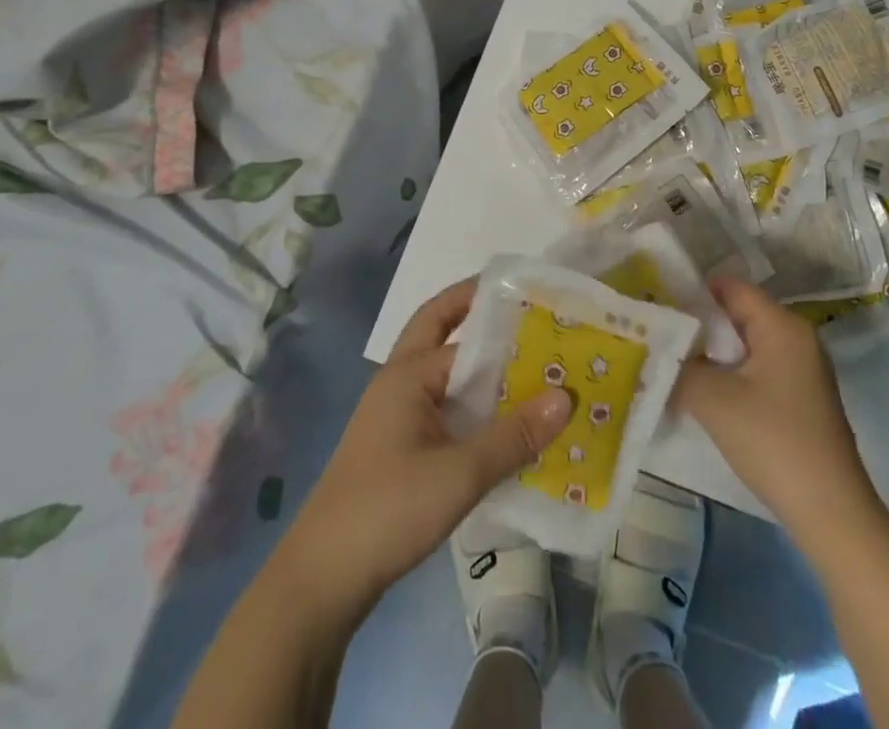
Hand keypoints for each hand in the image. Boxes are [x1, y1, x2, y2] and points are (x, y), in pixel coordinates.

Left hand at [272, 278, 573, 621]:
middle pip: (441, 334)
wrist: (322, 580)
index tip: (543, 309)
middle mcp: (399, 383)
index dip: (501, 320)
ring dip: (481, 371)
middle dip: (480, 320)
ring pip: (445, 377)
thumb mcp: (459, 474)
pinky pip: (443, 410)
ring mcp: (395, 416)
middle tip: (531, 320)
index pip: (463, 331)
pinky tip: (504, 429)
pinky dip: (472, 408)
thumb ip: (513, 435)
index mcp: (408, 374)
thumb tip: (566, 395)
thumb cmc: (388, 510)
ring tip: (534, 374)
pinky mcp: (398, 448)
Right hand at [675, 275, 878, 549]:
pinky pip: (757, 368)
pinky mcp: (801, 398)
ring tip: (672, 362)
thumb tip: (659, 354)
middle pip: (738, 314)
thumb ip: (681, 367)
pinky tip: (704, 392)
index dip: (691, 291)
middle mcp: (796, 337)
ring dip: (712, 352)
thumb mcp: (714, 400)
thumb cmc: (773, 442)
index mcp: (782, 325)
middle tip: (658, 334)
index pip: (730, 287)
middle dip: (698, 324)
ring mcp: (802, 369)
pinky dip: (730, 373)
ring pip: (746, 344)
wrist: (831, 513)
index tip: (657, 305)